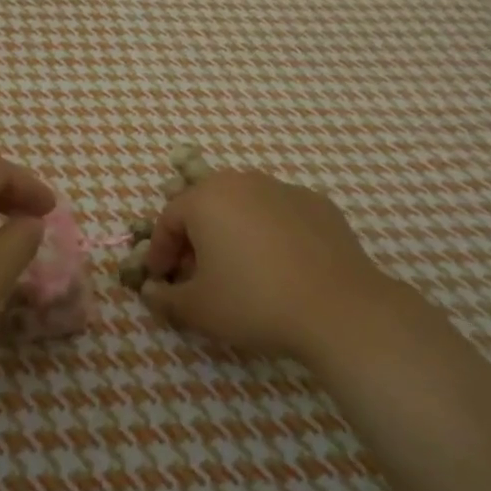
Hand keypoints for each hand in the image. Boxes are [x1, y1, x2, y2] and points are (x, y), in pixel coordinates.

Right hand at [142, 171, 414, 365]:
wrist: (338, 308)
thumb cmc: (254, 302)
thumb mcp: (198, 309)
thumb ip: (166, 297)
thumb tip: (151, 291)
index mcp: (206, 198)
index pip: (168, 219)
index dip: (160, 251)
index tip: (160, 279)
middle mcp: (243, 181)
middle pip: (206, 206)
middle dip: (194, 238)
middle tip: (195, 274)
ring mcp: (284, 189)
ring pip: (244, 206)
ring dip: (231, 232)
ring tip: (237, 269)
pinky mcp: (318, 204)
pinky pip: (279, 215)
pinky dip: (269, 234)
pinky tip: (279, 266)